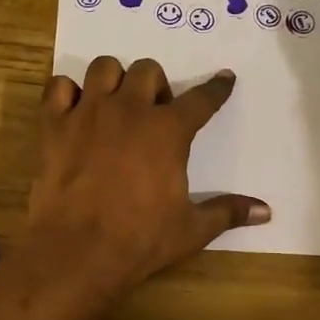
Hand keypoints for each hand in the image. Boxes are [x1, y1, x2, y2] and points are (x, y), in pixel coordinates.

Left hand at [24, 57, 269, 296]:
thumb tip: (266, 211)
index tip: (224, 78)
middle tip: (154, 114)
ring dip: (113, 81)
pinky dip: (66, 93)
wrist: (78, 251)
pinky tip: (74, 112)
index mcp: (168, 131)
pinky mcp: (53, 125)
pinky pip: (57, 86)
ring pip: (103, 68)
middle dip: (155, 86)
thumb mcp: (191, 229)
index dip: (216, 88)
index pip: (201, 100)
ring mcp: (88, 113)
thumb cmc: (140, 239)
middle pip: (147, 71)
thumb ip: (227, 212)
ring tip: (114, 105)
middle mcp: (129, 110)